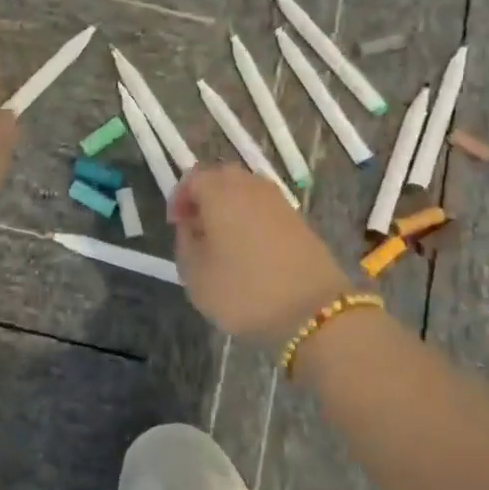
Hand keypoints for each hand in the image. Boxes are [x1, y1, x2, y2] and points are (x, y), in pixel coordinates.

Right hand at [169, 165, 354, 340]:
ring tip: (223, 242)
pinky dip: (252, 220)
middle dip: (205, 198)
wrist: (313, 311)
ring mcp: (279, 201)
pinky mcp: (299, 220)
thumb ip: (185, 243)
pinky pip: (265, 209)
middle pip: (222, 178)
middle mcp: (250, 186)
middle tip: (197, 228)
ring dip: (230, 208)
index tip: (175, 225)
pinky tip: (249, 250)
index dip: (180, 198)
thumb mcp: (195, 275)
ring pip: (246, 192)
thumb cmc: (243, 291)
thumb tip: (192, 226)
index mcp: (220, 192)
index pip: (193, 178)